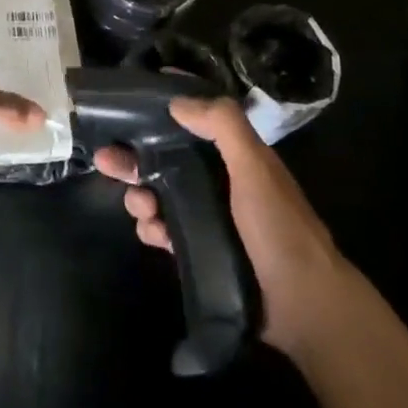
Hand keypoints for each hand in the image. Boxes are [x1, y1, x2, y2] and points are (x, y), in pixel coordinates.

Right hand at [94, 96, 364, 358]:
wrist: (303, 306)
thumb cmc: (279, 227)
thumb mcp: (255, 167)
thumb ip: (223, 127)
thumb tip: (177, 101)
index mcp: (236, 155)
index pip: (196, 119)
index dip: (165, 107)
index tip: (130, 101)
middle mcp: (220, 180)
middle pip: (167, 158)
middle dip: (134, 157)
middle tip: (104, 160)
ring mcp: (209, 216)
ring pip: (160, 194)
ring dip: (140, 196)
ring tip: (140, 207)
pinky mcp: (199, 249)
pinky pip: (164, 230)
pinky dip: (152, 228)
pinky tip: (152, 232)